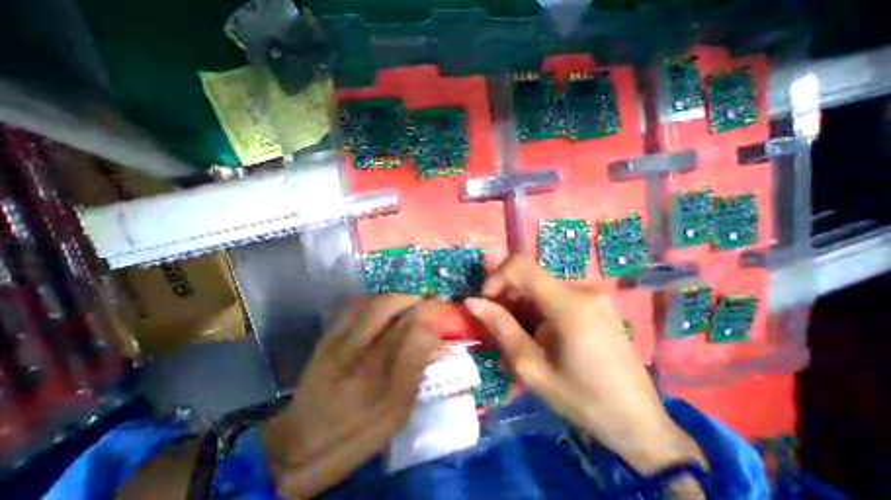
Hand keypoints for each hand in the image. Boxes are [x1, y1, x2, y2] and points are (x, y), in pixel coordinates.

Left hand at [262, 296, 443, 497]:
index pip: (413, 332)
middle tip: (426, 307)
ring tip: (407, 308)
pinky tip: (383, 311)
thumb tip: (439, 343)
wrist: (301, 441)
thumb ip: (417, 373)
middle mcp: (357, 354)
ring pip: (372, 302)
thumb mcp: (397, 413)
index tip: (443, 314)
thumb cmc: (357, 433)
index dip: (432, 316)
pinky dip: (375, 301)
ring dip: (396, 300)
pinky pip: (354, 304)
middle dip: (414, 302)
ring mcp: (337, 340)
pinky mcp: (327, 335)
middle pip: (390, 308)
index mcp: (379, 380)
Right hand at [464, 258, 707, 476]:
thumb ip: (501, 328)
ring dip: (522, 305)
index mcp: (568, 304)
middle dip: (507, 296)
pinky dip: (538, 309)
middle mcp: (581, 289)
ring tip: (521, 338)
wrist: (639, 422)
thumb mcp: (531, 368)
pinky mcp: (595, 302)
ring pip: (540, 286)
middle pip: (529, 276)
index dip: (496, 278)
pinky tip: (540, 336)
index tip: (486, 303)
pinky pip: (554, 294)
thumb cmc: (582, 400)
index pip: (519, 265)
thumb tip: (472, 301)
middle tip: (502, 328)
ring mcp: (591, 294)